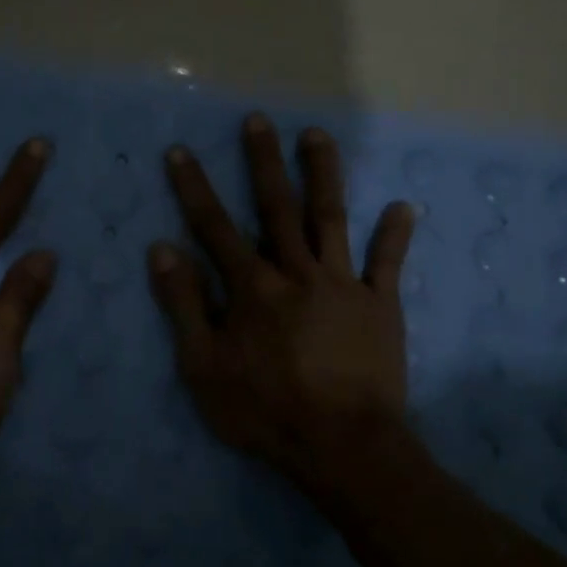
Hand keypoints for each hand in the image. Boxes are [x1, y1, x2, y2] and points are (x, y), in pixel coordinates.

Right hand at [148, 114, 415, 492]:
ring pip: (330, 218)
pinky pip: (388, 263)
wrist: (340, 445)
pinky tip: (403, 206)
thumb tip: (163, 249)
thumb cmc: (264, 410)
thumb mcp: (203, 366)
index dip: (194, 188)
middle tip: (258, 121)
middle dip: (263, 162)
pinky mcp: (380, 305)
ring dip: (322, 174)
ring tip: (317, 135)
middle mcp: (295, 272)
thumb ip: (183, 305)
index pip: (214, 227)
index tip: (181, 151)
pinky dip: (395, 234)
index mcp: (251, 287)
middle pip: (276, 207)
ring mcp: (342, 284)